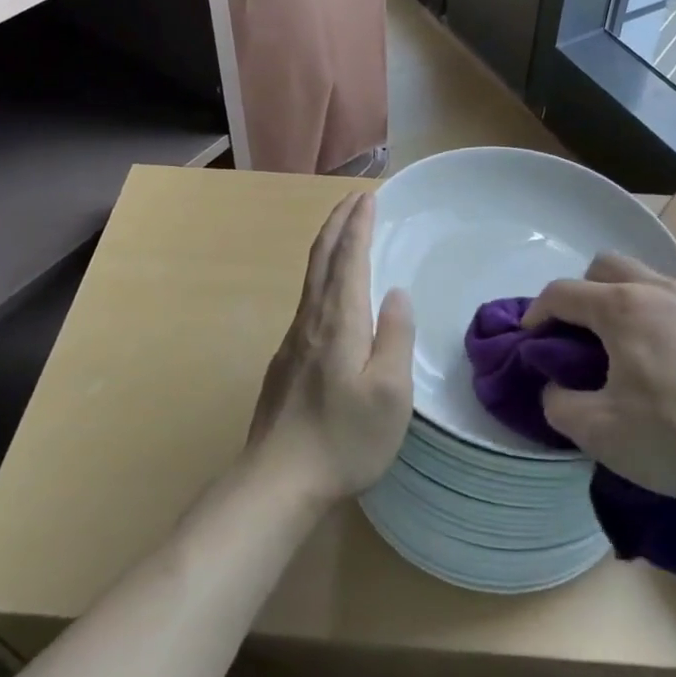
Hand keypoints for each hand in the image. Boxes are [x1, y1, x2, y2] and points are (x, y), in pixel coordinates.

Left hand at [247, 194, 415, 503]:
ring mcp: (294, 339)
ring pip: (311, 277)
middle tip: (354, 198)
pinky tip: (330, 291)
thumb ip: (395, 336)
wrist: (278, 480)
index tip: (368, 197)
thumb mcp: (390, 393)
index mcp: (339, 321)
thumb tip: (397, 293)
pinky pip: (307, 299)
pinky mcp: (286, 360)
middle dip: (338, 223)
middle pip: (321, 257)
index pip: (348, 257)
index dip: (358, 224)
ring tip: (344, 231)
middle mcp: (311, 319)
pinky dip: (321, 274)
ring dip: (328, 245)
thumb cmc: (344, 438)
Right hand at [526, 254, 675, 504]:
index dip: (536, 312)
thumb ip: (561, 406)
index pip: (561, 292)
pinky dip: (668, 322)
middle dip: (583, 293)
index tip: (529, 340)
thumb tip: (555, 389)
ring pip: (650, 281)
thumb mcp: (603, 434)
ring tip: (636, 354)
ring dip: (628, 305)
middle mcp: (660, 290)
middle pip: (606, 266)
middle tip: (583, 337)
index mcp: (621, 308)